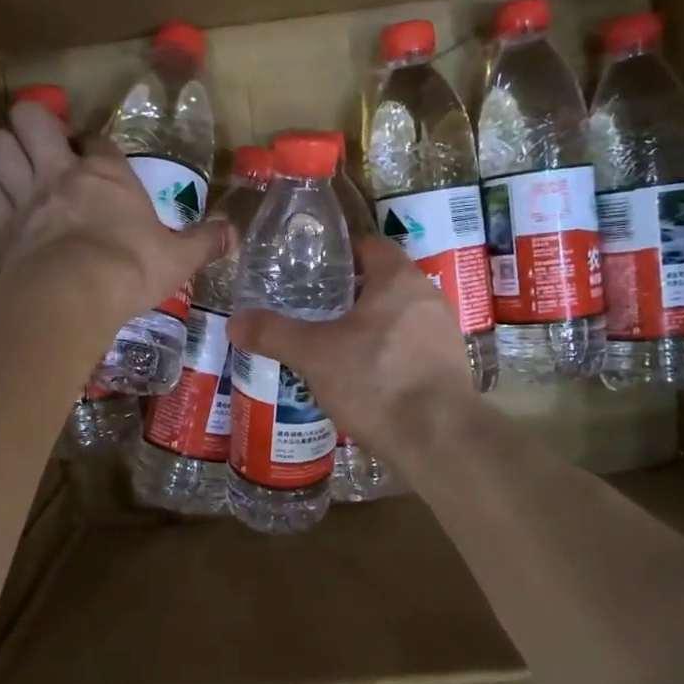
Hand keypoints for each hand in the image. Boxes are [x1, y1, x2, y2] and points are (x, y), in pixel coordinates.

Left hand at [0, 102, 228, 316]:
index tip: (97, 161)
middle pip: (31, 117)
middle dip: (32, 123)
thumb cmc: (132, 269)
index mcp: (108, 176)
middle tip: (41, 145)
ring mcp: (25, 194)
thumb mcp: (179, 258)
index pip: (97, 141)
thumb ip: (205, 242)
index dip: (94, 147)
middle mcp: (61, 173)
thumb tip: (234, 233)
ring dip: (1, 150)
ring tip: (11, 165)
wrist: (76, 295)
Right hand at [228, 235, 478, 462]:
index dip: (340, 253)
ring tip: (333, 345)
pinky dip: (387, 354)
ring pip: (398, 317)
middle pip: (383, 282)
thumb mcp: (314, 354)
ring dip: (369, 326)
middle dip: (350, 294)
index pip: (369, 246)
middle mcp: (428, 297)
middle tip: (314, 309)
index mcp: (398, 279)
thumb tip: (234, 322)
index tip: (312, 269)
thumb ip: (273, 334)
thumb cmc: (375, 379)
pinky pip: (411, 347)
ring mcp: (444, 333)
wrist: (437, 437)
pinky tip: (363, 378)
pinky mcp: (450, 367)